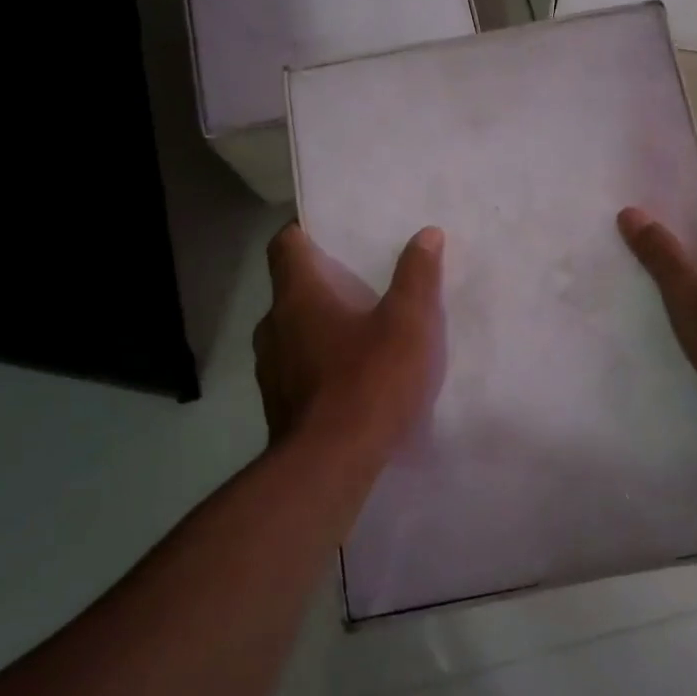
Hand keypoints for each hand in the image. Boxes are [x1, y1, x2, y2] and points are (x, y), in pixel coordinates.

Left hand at [252, 223, 445, 457]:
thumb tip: (426, 234)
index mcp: (299, 297)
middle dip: (317, 284)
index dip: (300, 231)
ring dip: (315, 327)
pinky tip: (347, 379)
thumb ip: (417, 277)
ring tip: (354, 332)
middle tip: (355, 283)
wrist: (330, 464)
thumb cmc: (370, 382)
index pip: (284, 246)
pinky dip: (315, 363)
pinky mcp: (278, 405)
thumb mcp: (409, 324)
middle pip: (288, 291)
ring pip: (289, 332)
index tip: (323, 231)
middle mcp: (274, 327)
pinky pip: (294, 369)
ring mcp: (270, 370)